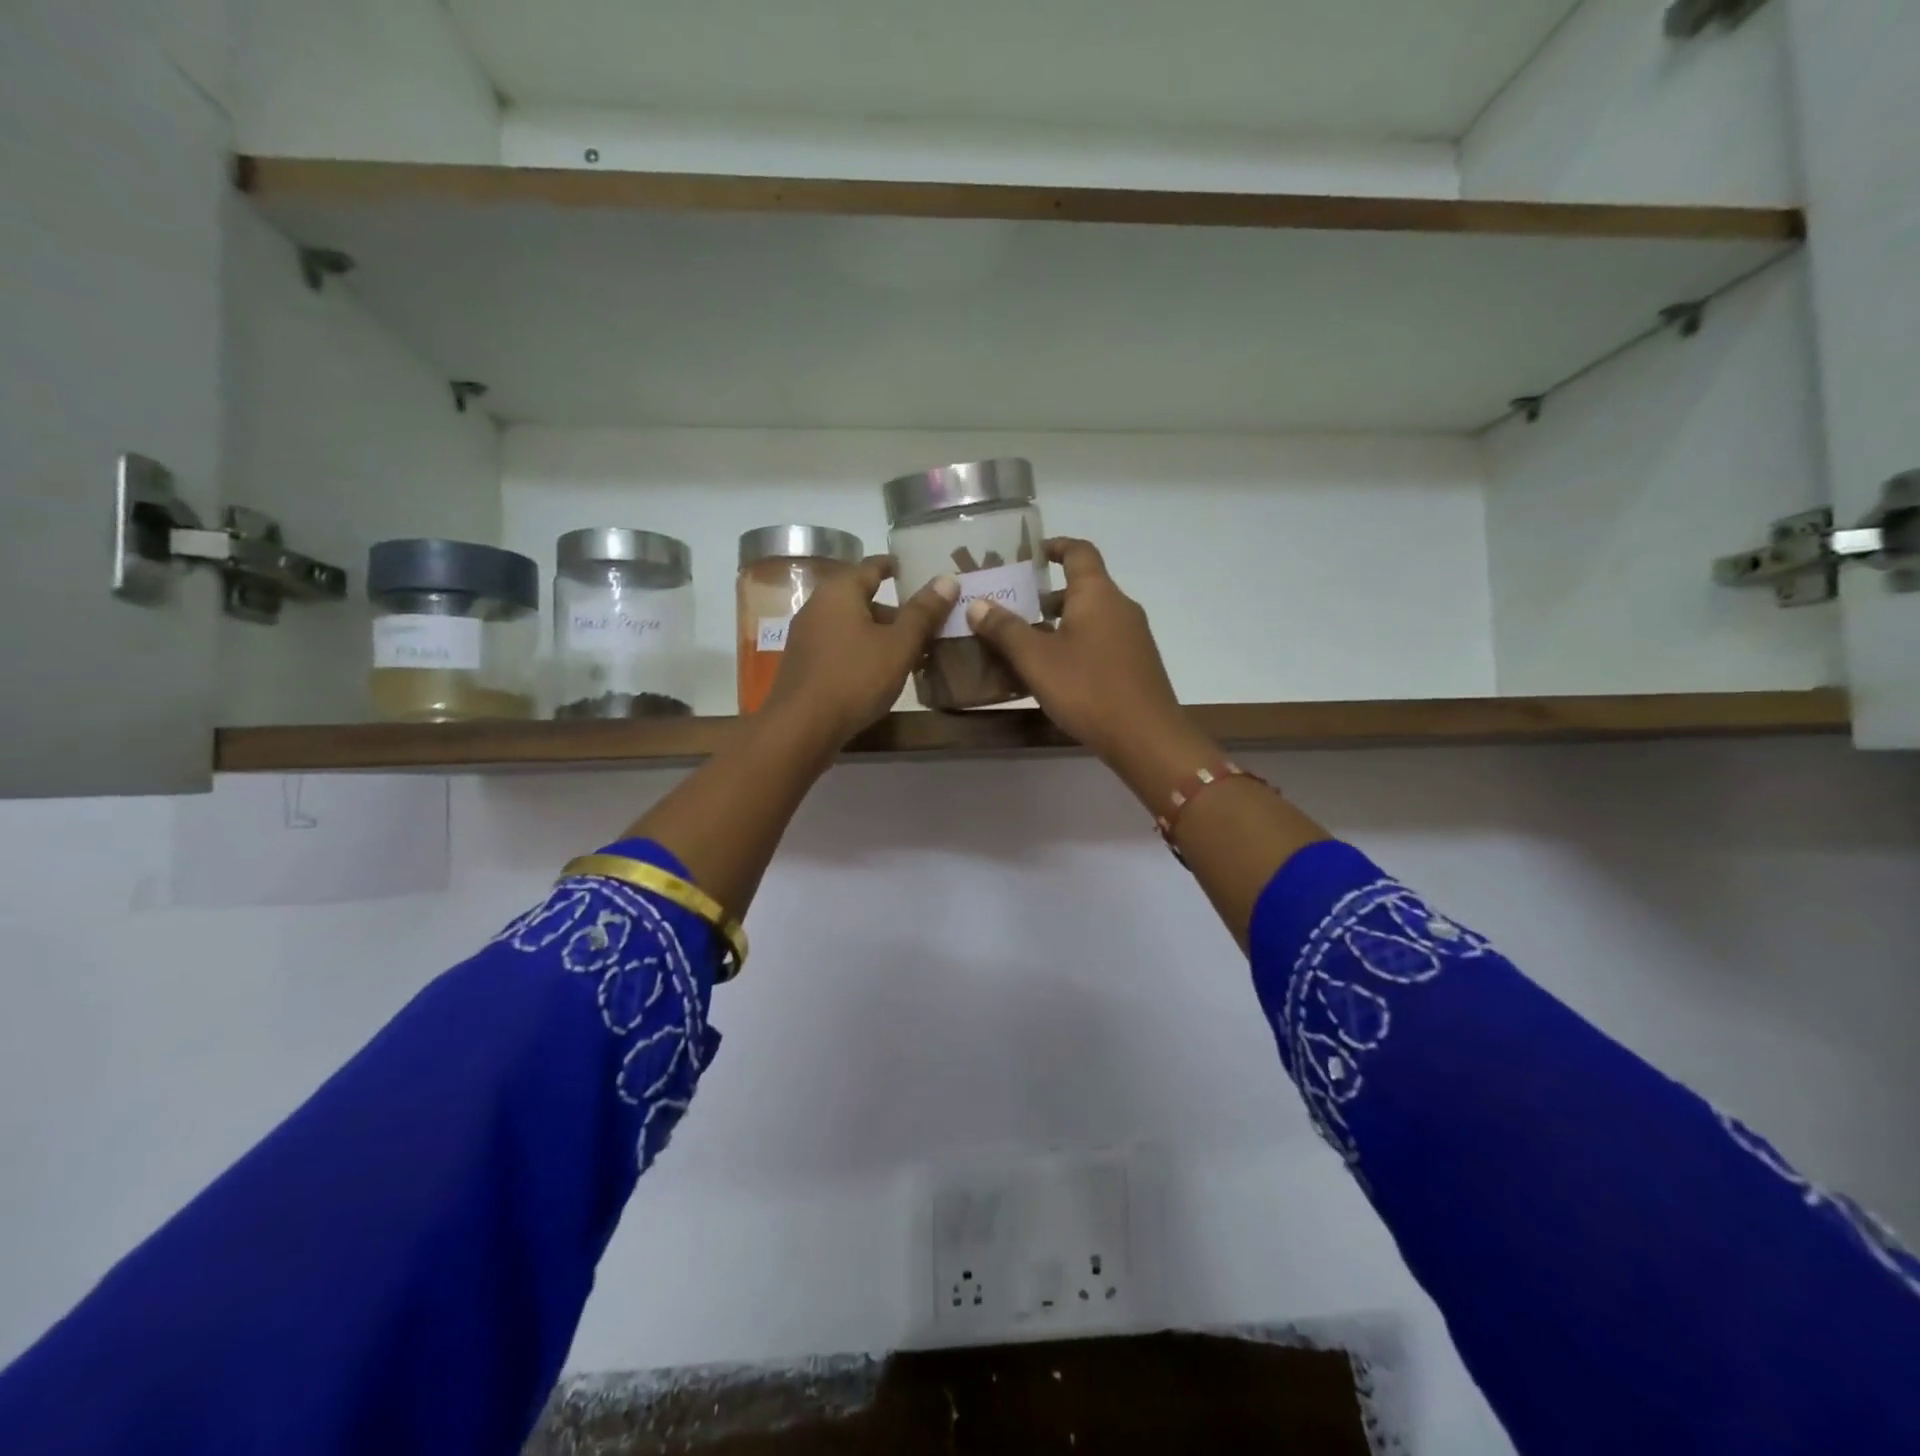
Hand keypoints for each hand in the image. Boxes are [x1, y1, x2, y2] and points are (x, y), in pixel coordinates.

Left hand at [764, 557, 958, 746]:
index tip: (915, 571)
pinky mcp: (804, 663)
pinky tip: (880, 672)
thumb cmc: (855, 678)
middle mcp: (818, 605)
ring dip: (880, 633)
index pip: (872, 566)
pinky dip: (862, 650)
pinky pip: (840, 645)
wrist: (802, 727)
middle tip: (925, 623)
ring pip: (851, 624)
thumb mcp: (899, 645)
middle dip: (894, 609)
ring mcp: (807, 635)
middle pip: (862, 597)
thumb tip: (947, 579)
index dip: (895, 567)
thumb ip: (923, 612)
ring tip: (910, 652)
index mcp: (840, 591)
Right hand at [965, 538, 1203, 769]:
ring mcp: (1133, 636)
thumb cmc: (1087, 689)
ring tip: (1026, 641)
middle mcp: (1120, 606)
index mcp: (1097, 594)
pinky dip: (1076, 642)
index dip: (1055, 546)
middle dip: (1047, 593)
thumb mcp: (1035, 659)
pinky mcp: (1136, 664)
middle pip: (1084, 586)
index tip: (1030, 554)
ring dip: (1060, 622)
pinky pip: (1101, 640)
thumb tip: (977, 604)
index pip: (1078, 551)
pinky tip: (1055, 671)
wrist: (1146, 737)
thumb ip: (1005, 629)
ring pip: (1091, 616)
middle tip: (1014, 606)